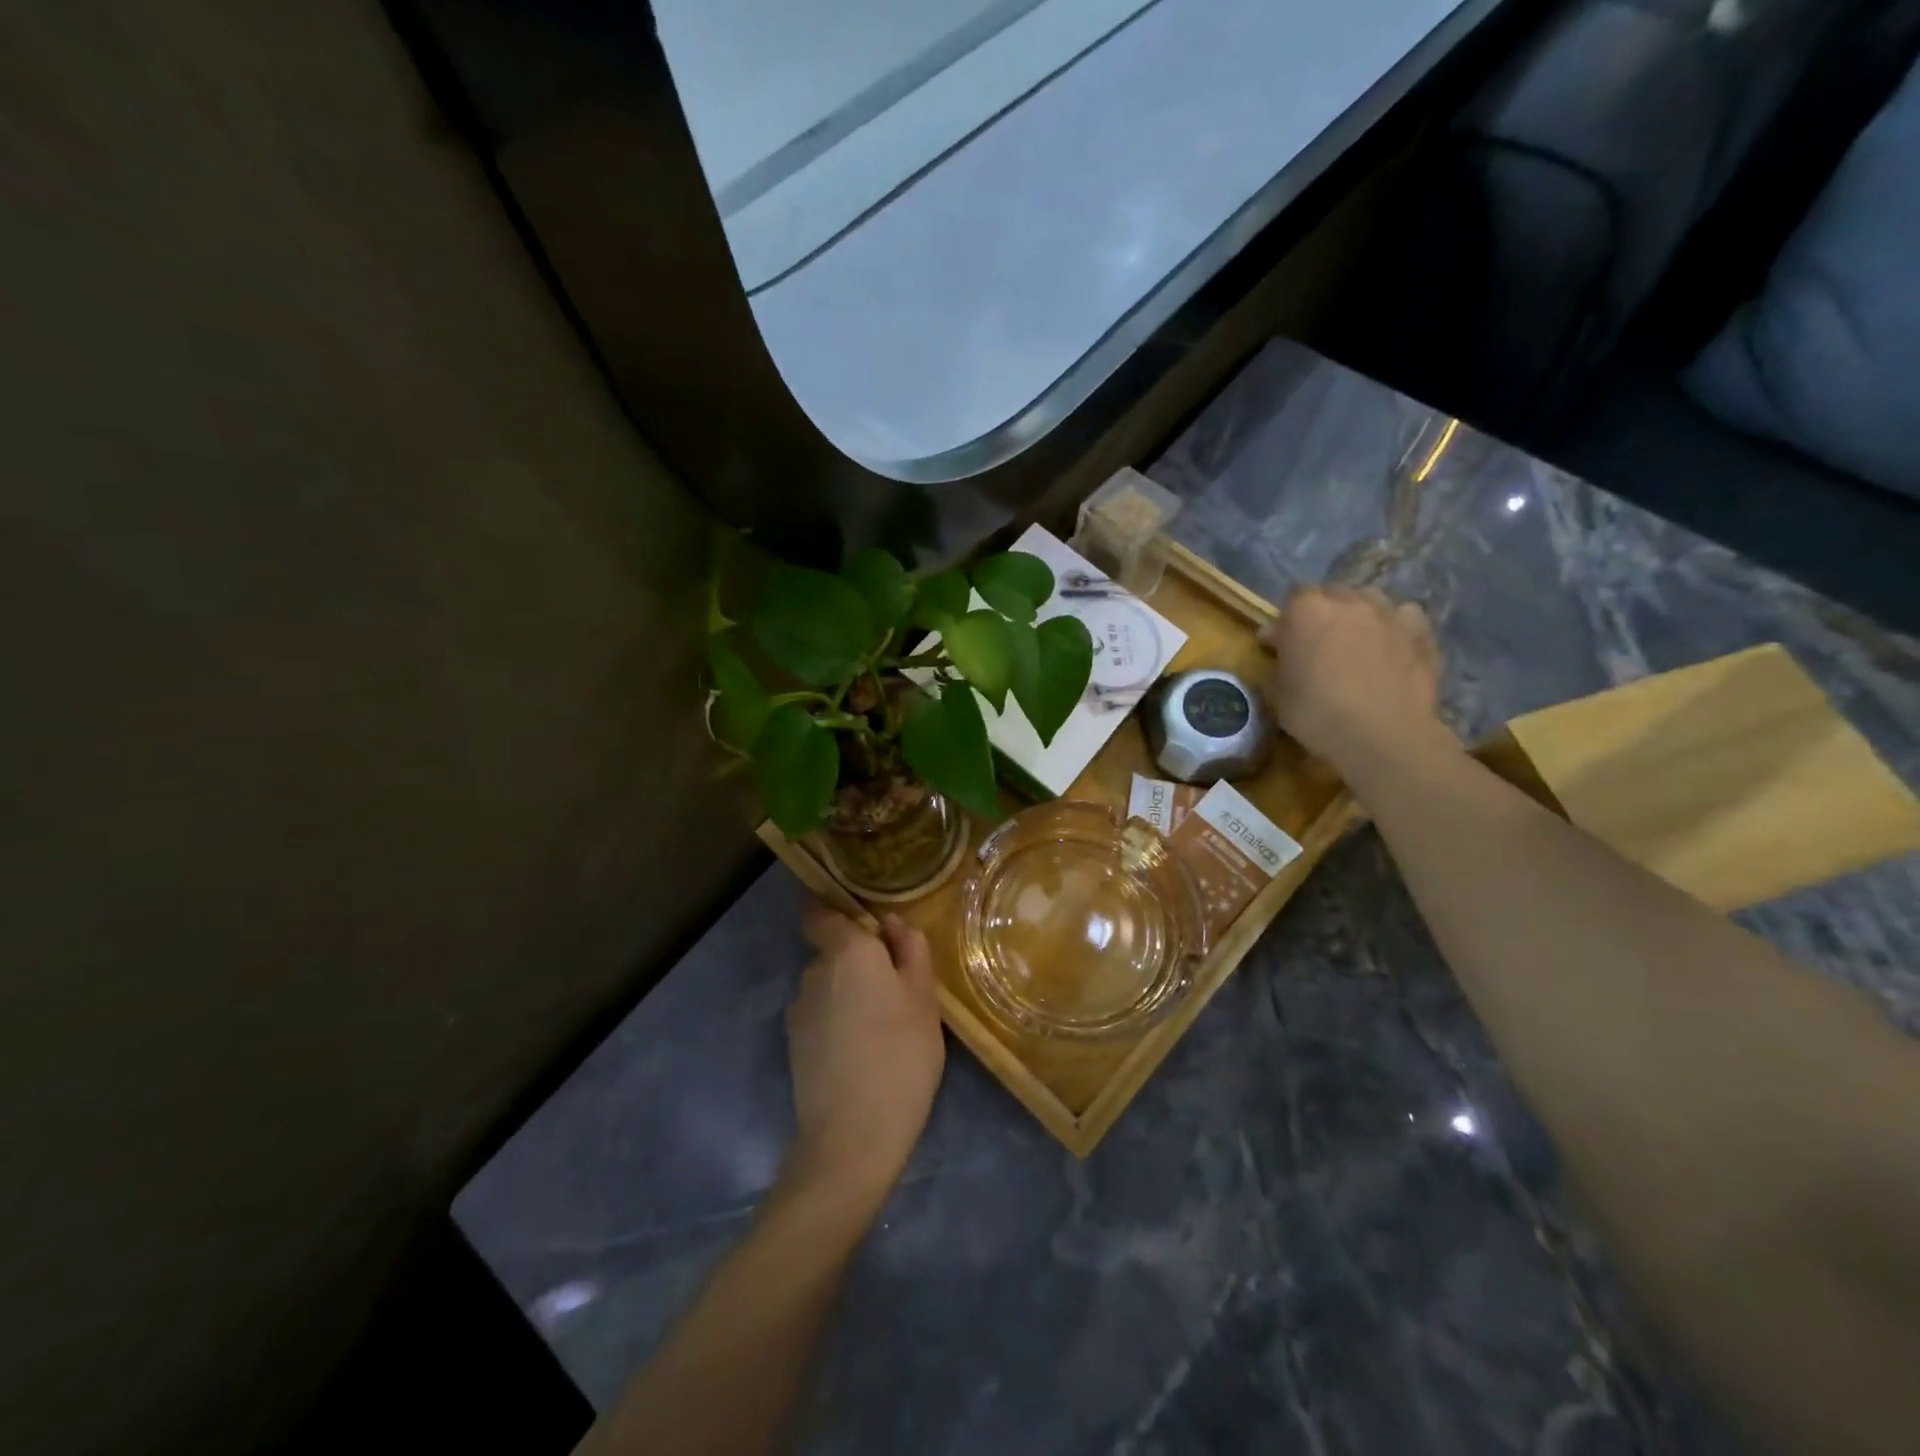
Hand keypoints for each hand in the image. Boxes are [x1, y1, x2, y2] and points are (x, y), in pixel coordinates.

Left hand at [782, 902, 945, 1207]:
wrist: (852, 1134)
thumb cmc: (901, 1054)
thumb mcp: (924, 997)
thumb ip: (911, 950)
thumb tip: (892, 923)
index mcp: (847, 951)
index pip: (821, 913)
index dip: (837, 915)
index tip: (868, 931)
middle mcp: (814, 971)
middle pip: (833, 952)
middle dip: (859, 963)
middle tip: (897, 991)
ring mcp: (798, 1009)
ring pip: (827, 986)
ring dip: (849, 995)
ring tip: (882, 1028)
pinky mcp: (794, 1044)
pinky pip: (820, 1016)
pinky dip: (838, 1023)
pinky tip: (861, 1052)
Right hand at [1259, 585, 1451, 782]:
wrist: (1382, 735)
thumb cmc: (1317, 714)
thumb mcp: (1277, 694)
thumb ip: (1278, 663)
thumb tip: (1280, 649)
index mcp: (1307, 611)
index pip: (1292, 599)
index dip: (1287, 621)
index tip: (1280, 645)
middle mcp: (1349, 602)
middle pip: (1332, 595)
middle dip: (1323, 614)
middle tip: (1317, 644)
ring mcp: (1389, 614)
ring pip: (1370, 601)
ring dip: (1359, 615)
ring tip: (1356, 642)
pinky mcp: (1421, 633)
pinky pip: (1405, 618)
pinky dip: (1395, 627)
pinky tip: (1391, 648)